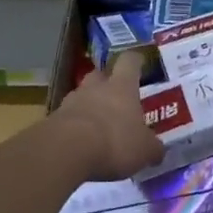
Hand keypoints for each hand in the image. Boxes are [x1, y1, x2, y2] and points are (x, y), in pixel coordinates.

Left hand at [51, 50, 165, 181]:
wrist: (66, 151)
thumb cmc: (114, 141)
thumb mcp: (144, 150)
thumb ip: (153, 148)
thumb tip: (158, 150)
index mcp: (122, 86)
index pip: (130, 62)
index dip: (136, 61)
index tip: (140, 63)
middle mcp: (96, 87)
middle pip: (100, 75)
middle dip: (108, 84)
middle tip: (117, 98)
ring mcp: (71, 101)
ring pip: (82, 96)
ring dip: (90, 106)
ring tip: (99, 125)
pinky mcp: (54, 119)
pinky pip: (68, 117)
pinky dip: (75, 126)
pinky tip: (81, 143)